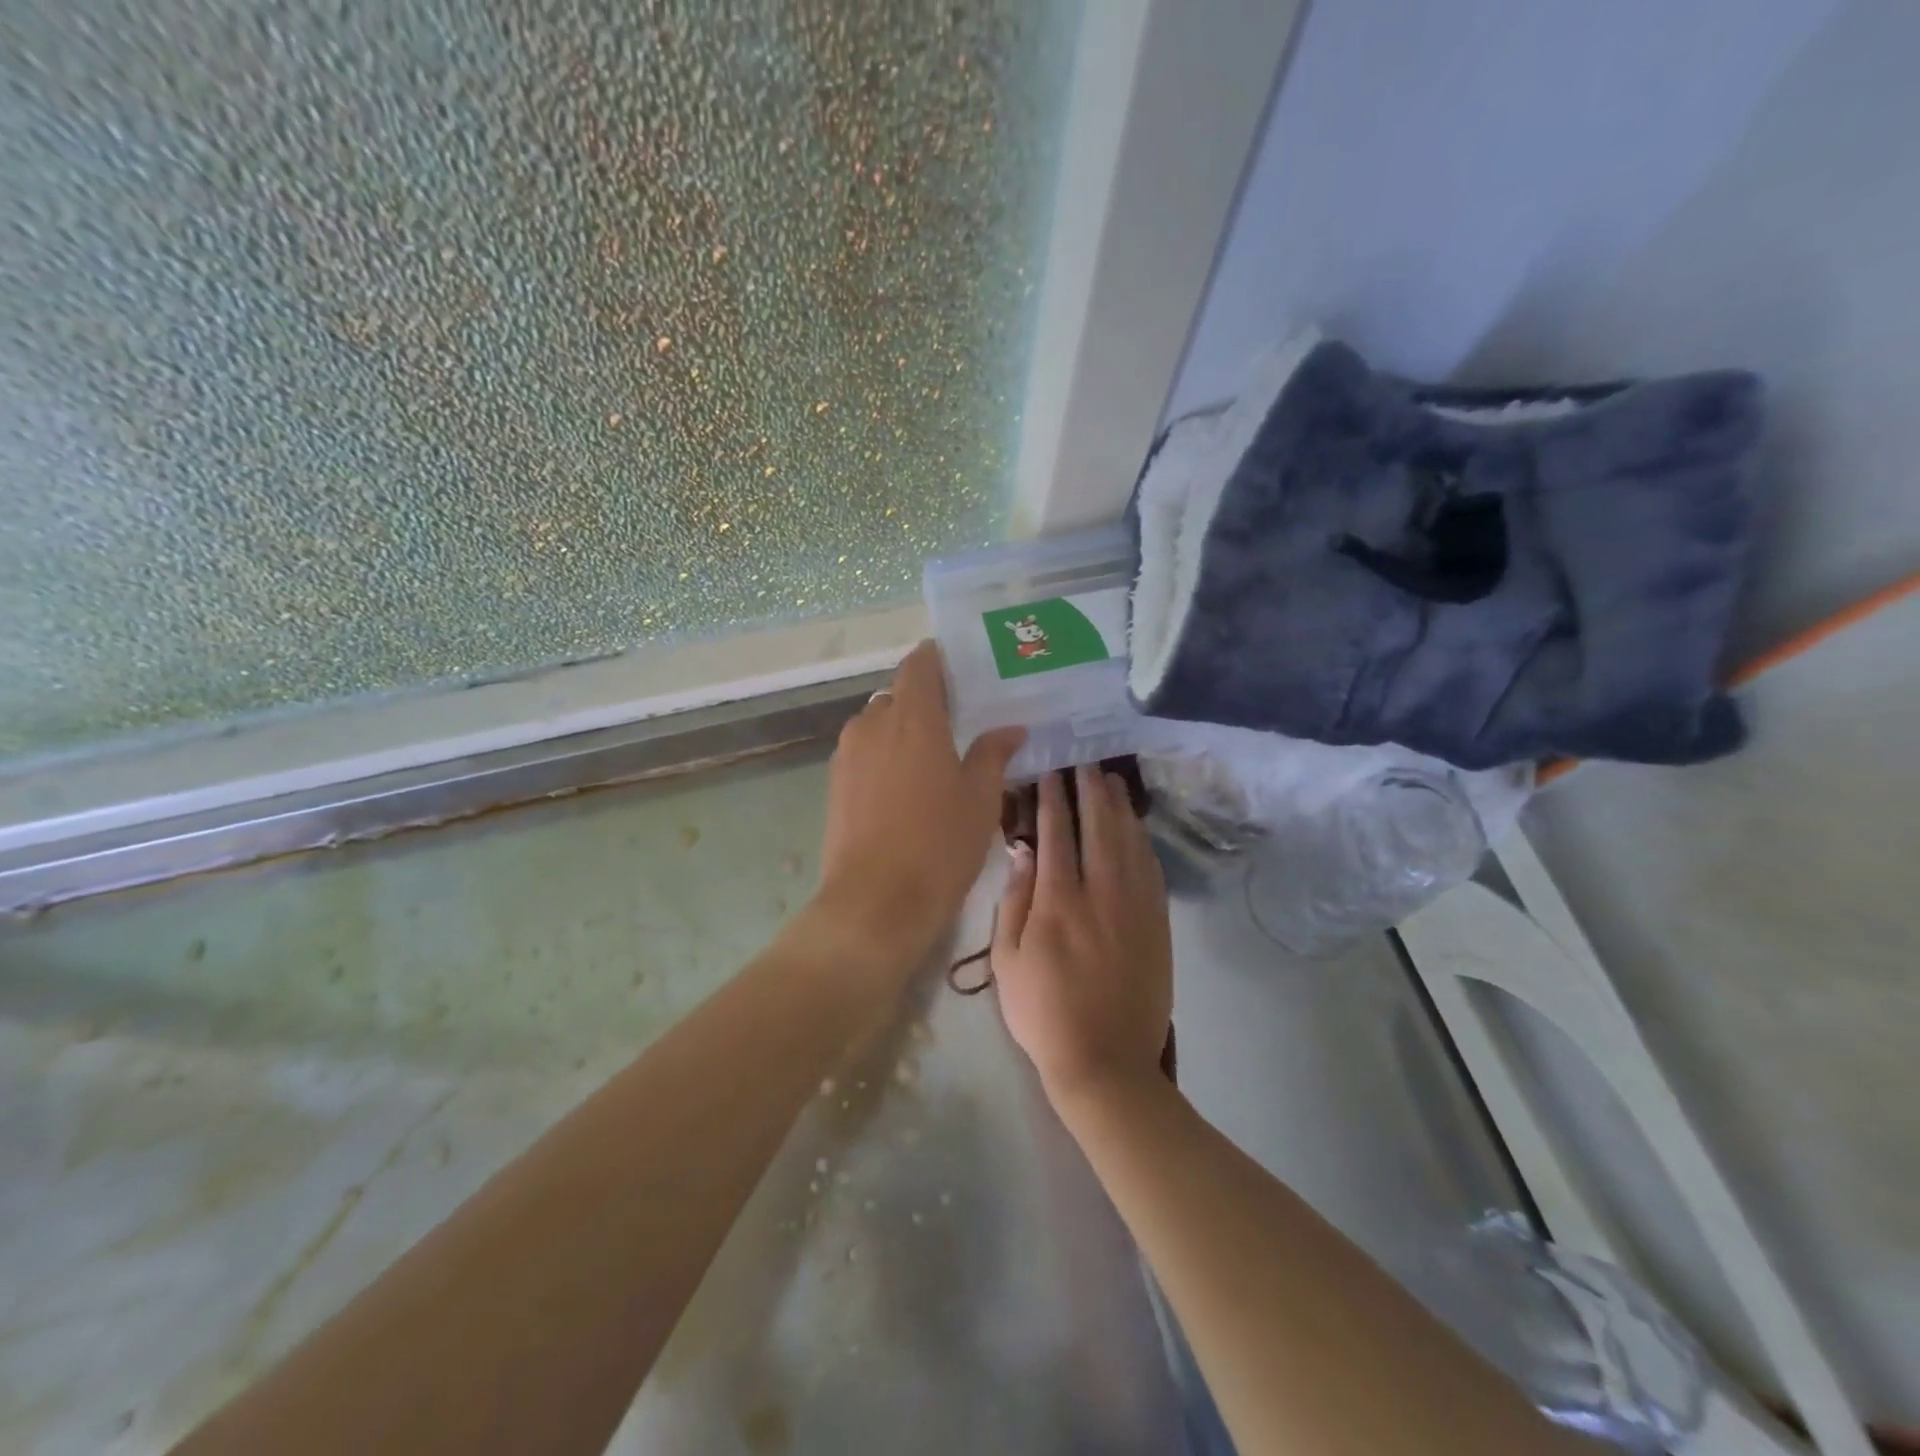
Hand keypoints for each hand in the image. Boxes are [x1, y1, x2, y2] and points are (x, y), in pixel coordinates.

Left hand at [812, 640, 1024, 965]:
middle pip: (899, 694)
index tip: (964, 670)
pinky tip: (906, 787)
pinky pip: (864, 752)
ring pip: (878, 724)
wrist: (876, 901)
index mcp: (912, 717)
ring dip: (904, 731)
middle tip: (960, 723)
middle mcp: (872, 723)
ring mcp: (848, 754)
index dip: (939, 659)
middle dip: (926, 701)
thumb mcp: (980, 799)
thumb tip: (1010, 729)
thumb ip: (993, 754)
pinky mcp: (835, 783)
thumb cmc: (939, 844)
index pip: (920, 663)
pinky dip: (885, 756)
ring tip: (934, 758)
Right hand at [992, 765, 1172, 1110]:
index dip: (1053, 798)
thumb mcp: (1007, 961)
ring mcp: (1135, 908)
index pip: (1056, 833)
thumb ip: (1014, 900)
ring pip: (1130, 843)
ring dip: (1120, 808)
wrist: (1106, 1062)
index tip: (1051, 772)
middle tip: (1086, 763)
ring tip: (1112, 782)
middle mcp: (1101, 893)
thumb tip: (1021, 851)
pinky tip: (1136, 829)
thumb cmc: (1043, 1013)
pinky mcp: (1158, 925)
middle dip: (1091, 790)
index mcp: (1058, 901)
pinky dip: (1142, 842)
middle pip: (1099, 827)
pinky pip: (1152, 870)